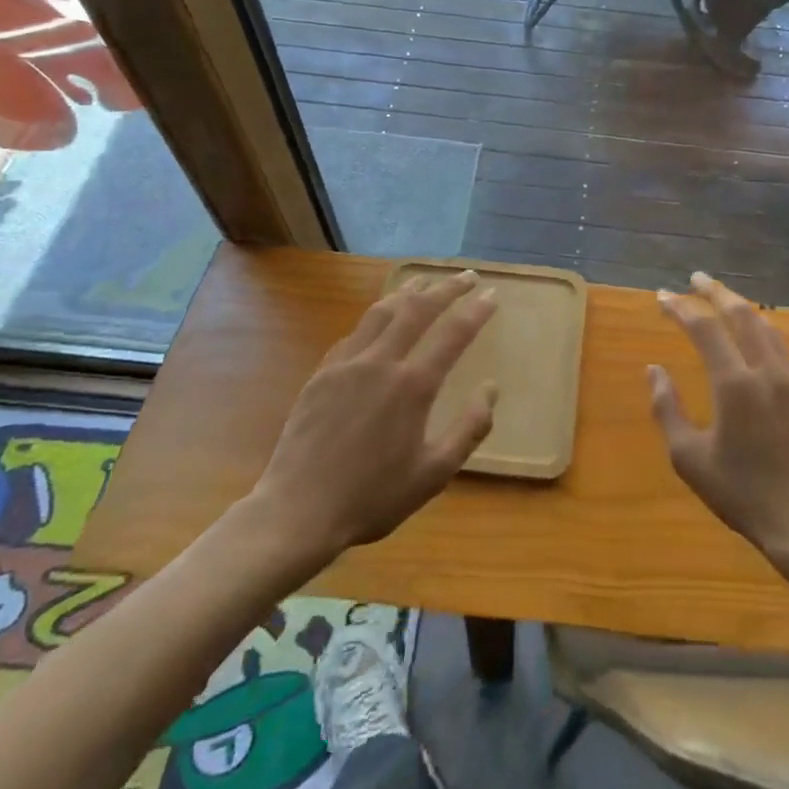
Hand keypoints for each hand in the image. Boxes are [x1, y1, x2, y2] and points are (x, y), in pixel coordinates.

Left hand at [249, 271, 497, 561]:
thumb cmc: (373, 498)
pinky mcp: (322, 374)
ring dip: (408, 291)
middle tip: (467, 276)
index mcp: (413, 386)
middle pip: (419, 309)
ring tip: (425, 281)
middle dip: (447, 288)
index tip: (491, 294)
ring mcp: (347, 364)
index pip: (454, 333)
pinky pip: (355, 333)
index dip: (476, 310)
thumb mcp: (434, 474)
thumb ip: (469, 429)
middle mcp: (381, 363)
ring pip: (382, 311)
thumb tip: (491, 389)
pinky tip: (380, 318)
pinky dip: (376, 316)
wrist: (297, 512)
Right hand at [649, 273, 788, 558]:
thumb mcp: (688, 457)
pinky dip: (765, 340)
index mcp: (734, 385)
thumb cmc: (740, 493)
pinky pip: (786, 358)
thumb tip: (654, 370)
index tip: (662, 297)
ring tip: (725, 302)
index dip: (680, 308)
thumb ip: (666, 408)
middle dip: (716, 292)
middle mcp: (768, 373)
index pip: (704, 329)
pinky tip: (756, 348)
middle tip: (697, 278)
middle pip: (742, 315)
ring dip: (744, 310)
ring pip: (769, 330)